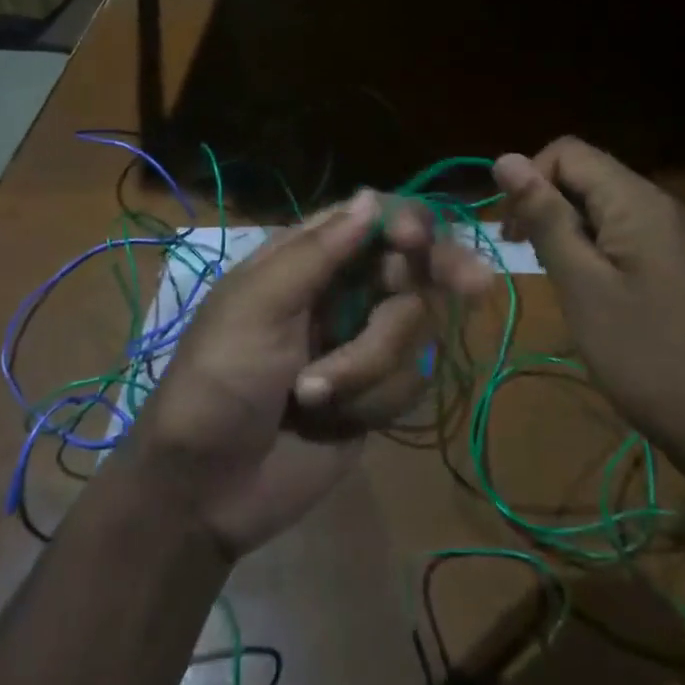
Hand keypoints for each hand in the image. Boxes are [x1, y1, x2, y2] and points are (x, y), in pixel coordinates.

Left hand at [130, 190, 493, 557]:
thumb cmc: (220, 380)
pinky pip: (411, 380)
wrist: (207, 487)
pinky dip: (373, 400)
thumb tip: (371, 196)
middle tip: (477, 285)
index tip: (417, 242)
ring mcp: (362, 343)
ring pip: (415, 327)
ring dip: (370, 364)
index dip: (404, 224)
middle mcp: (341, 292)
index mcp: (306, 259)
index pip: (371, 221)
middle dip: (435, 277)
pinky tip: (330, 421)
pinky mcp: (377, 394)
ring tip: (312, 394)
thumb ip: (318, 252)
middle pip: (413, 266)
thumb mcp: (257, 306)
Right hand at [493, 138, 684, 470]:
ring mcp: (671, 235)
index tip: (513, 234)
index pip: (567, 151)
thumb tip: (504, 158)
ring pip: (600, 206)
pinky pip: (621, 233)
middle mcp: (657, 204)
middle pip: (584, 174)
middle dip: (545, 205)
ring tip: (558, 279)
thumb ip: (544, 218)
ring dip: (566, 230)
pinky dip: (592, 250)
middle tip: (530, 260)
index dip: (529, 179)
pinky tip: (589, 292)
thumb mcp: (581, 285)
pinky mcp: (675, 264)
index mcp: (635, 201)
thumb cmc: (646, 357)